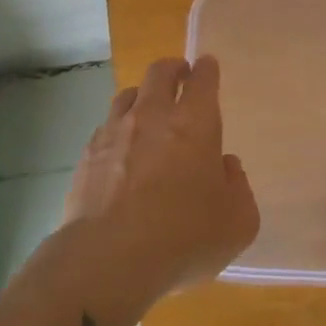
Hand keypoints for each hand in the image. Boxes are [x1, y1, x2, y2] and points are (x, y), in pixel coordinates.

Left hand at [65, 56, 258, 302]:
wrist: (108, 259)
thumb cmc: (183, 237)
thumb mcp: (237, 222)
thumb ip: (238, 187)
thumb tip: (225, 168)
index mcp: (194, 123)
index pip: (203, 79)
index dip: (207, 69)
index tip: (207, 67)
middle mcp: (152, 116)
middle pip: (160, 72)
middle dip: (173, 69)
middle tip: (180, 75)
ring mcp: (115, 132)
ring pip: (128, 95)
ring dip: (142, 95)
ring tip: (148, 109)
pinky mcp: (87, 155)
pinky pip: (106, 127)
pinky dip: (118, 129)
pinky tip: (121, 149)